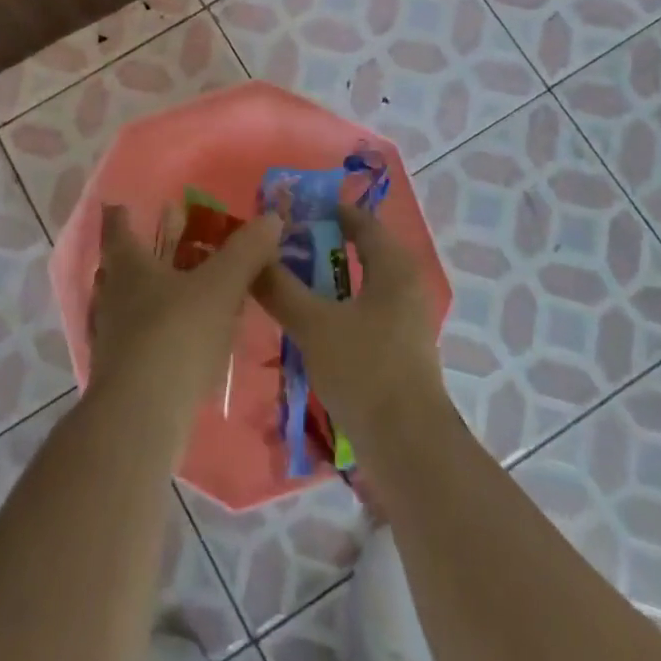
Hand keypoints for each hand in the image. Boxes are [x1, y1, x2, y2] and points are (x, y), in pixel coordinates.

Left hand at [87, 203, 279, 439]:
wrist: (141, 418)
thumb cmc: (176, 335)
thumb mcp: (220, 287)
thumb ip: (245, 252)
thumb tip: (271, 217)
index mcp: (129, 266)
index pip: (117, 229)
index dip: (120, 215)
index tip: (121, 204)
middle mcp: (112, 297)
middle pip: (121, 267)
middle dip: (142, 254)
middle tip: (167, 245)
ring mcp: (111, 338)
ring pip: (127, 305)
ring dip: (149, 295)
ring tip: (180, 292)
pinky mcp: (120, 375)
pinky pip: (137, 340)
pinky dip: (155, 333)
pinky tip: (180, 343)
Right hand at [253, 203, 446, 452]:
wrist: (408, 448)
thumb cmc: (365, 371)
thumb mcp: (313, 324)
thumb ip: (280, 287)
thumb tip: (252, 256)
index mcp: (394, 267)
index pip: (360, 221)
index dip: (325, 211)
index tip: (289, 213)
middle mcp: (405, 285)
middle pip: (360, 251)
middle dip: (320, 247)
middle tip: (281, 248)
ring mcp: (405, 320)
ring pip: (360, 285)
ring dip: (325, 281)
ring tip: (286, 283)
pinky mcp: (400, 350)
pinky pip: (364, 313)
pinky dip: (336, 308)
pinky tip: (307, 323)